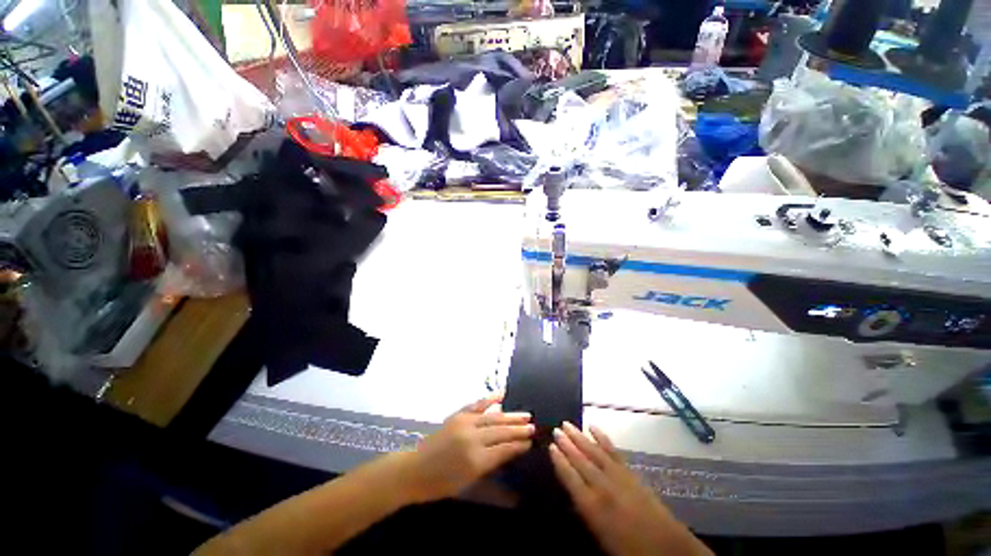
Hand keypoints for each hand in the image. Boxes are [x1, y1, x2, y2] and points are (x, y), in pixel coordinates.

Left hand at [401, 394, 534, 503]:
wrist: (413, 469)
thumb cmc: (440, 484)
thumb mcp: (467, 485)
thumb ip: (491, 475)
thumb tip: (512, 470)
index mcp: (476, 460)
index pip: (504, 449)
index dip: (519, 445)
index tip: (530, 441)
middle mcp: (473, 438)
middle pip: (501, 431)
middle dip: (519, 429)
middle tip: (533, 426)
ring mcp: (465, 423)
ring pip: (493, 417)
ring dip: (510, 415)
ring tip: (525, 415)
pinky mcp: (457, 415)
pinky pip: (477, 405)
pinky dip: (490, 399)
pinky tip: (501, 395)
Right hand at [550, 422, 711, 555]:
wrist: (666, 547)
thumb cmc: (628, 548)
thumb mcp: (599, 535)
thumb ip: (584, 510)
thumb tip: (572, 493)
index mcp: (592, 506)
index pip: (570, 477)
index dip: (559, 461)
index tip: (550, 446)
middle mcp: (602, 486)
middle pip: (580, 460)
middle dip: (566, 444)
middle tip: (556, 429)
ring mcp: (617, 476)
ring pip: (594, 451)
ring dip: (579, 436)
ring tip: (567, 424)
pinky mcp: (630, 472)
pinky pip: (613, 451)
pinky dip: (602, 438)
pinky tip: (593, 427)